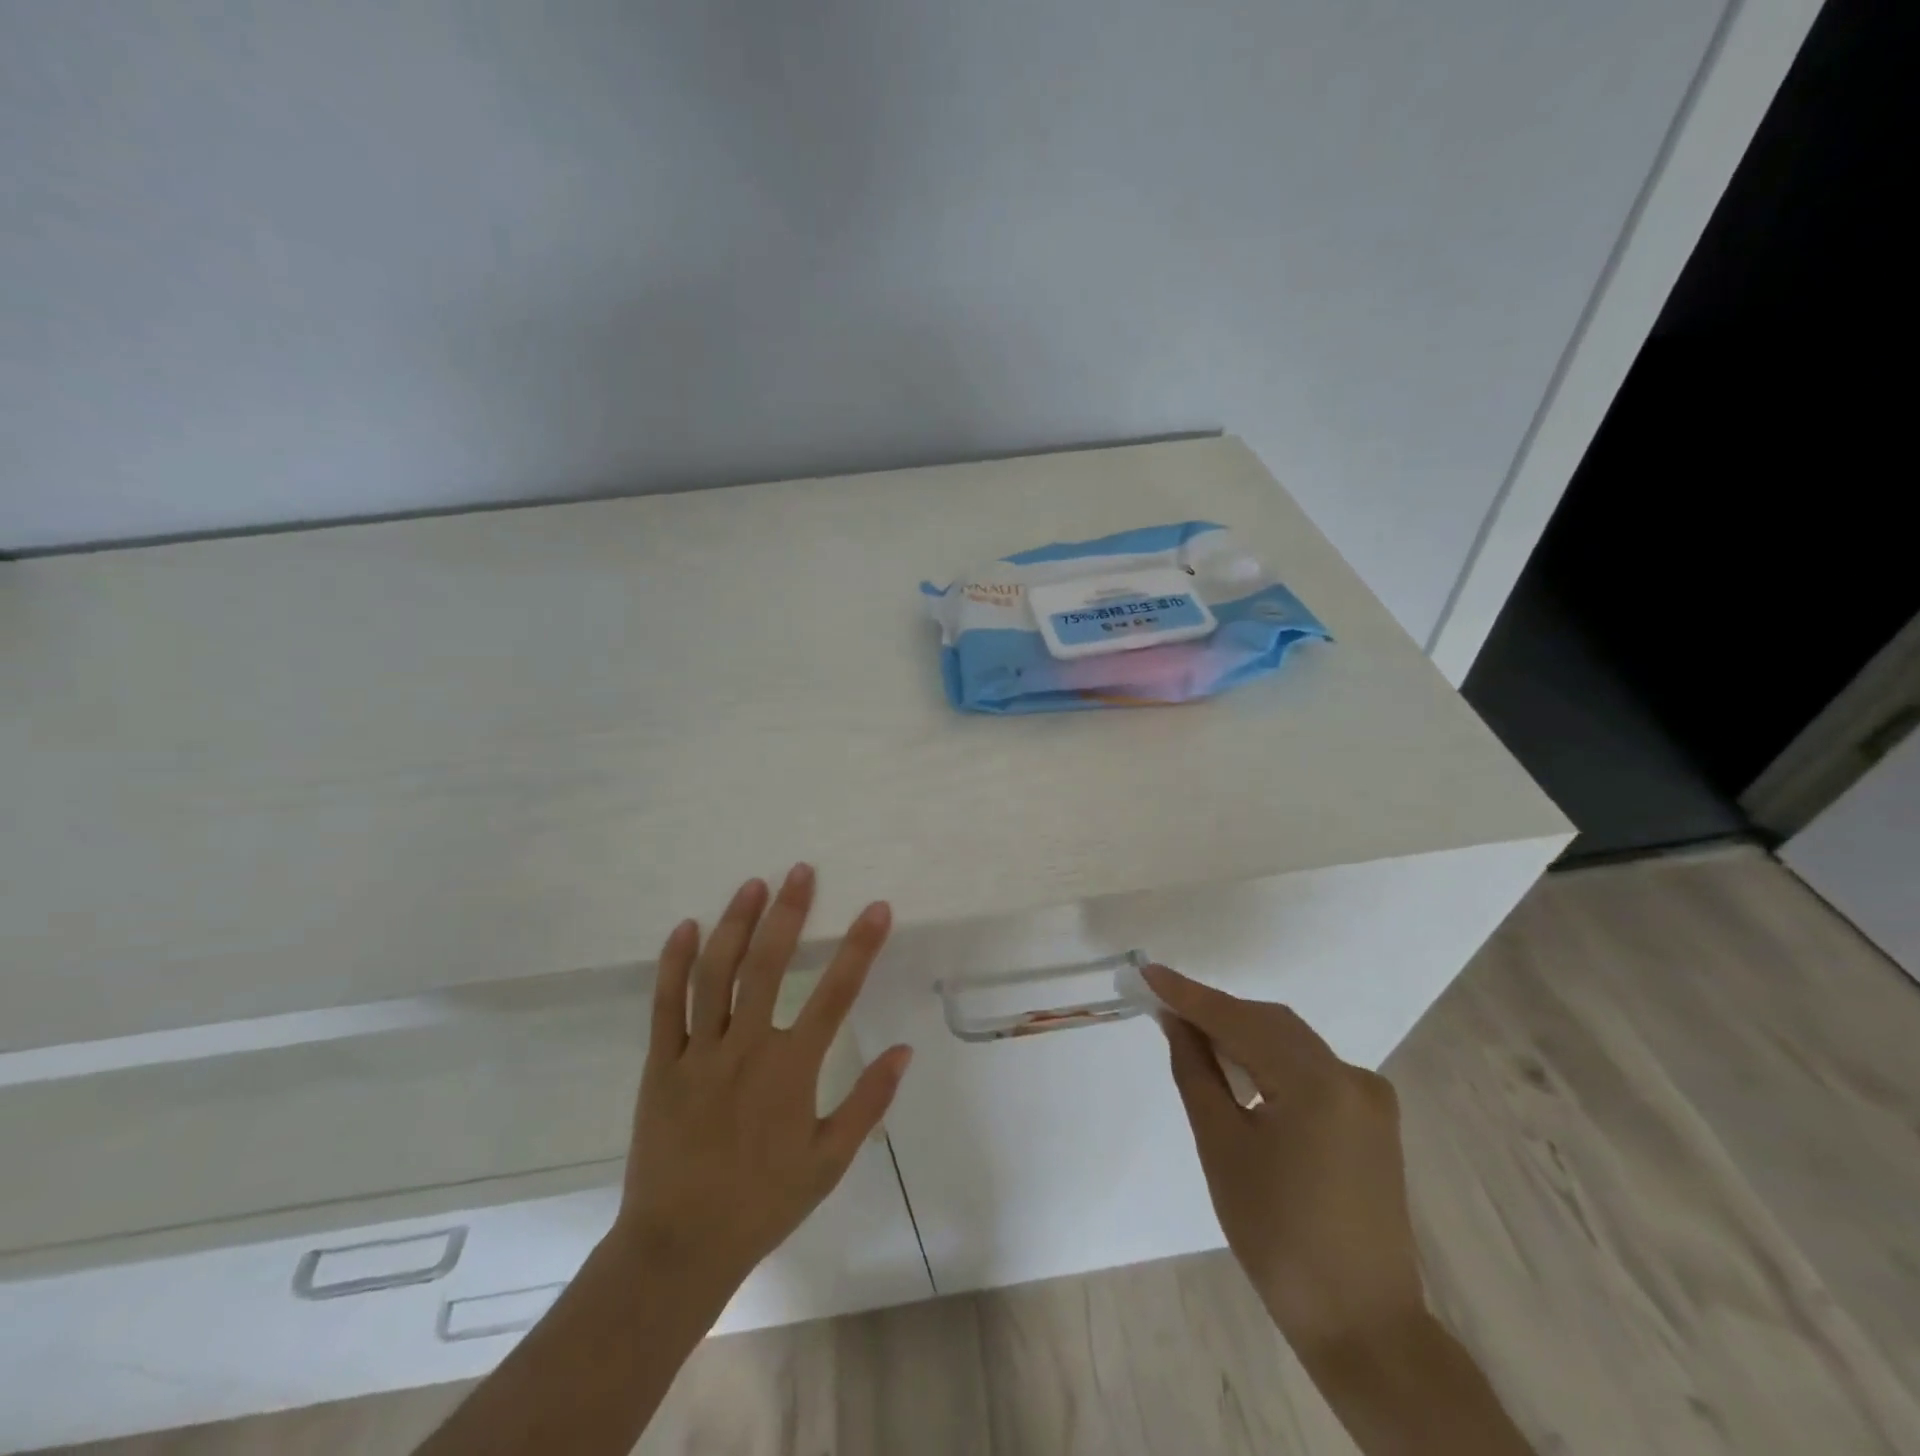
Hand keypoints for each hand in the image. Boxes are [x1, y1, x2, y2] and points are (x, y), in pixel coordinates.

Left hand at [610, 864, 914, 1311]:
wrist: (679, 1247)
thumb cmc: (763, 1203)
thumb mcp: (829, 1161)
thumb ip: (868, 1102)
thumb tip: (904, 1050)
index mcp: (791, 1071)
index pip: (835, 994)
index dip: (860, 947)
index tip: (877, 909)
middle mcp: (746, 1049)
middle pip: (769, 966)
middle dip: (789, 913)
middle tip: (801, 871)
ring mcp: (698, 1054)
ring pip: (716, 974)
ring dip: (735, 924)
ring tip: (752, 885)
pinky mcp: (660, 1064)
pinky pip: (665, 1005)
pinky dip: (674, 963)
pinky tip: (687, 928)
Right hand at [1143, 963, 1426, 1360]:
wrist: (1362, 1325)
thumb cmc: (1278, 1237)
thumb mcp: (1222, 1148)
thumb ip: (1196, 1072)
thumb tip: (1176, 1022)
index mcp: (1318, 1082)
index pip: (1239, 1021)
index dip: (1190, 995)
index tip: (1147, 971)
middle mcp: (1351, 1076)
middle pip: (1270, 1025)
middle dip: (1216, 1013)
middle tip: (1165, 1009)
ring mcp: (1368, 1098)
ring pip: (1291, 1044)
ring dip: (1242, 1036)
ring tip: (1194, 1039)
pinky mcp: (1371, 1120)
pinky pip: (1311, 1069)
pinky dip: (1270, 1062)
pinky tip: (1241, 1074)